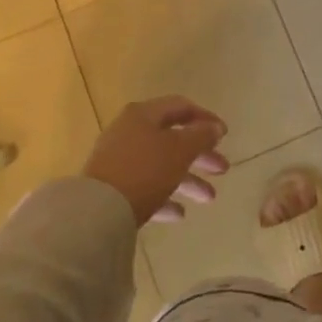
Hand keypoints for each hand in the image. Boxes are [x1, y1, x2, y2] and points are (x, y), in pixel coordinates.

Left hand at [82, 97, 229, 224]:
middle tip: (222, 169)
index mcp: (144, 114)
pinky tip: (179, 214)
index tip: (225, 135)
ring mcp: (118, 160)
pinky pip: (144, 187)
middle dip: (201, 155)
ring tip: (209, 198)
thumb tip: (214, 127)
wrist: (97, 211)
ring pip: (161, 164)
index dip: (206, 118)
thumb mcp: (181, 149)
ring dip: (188, 180)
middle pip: (172, 138)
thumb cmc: (145, 170)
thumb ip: (201, 135)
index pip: (181, 107)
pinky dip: (164, 197)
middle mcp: (129, 131)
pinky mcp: (111, 187)